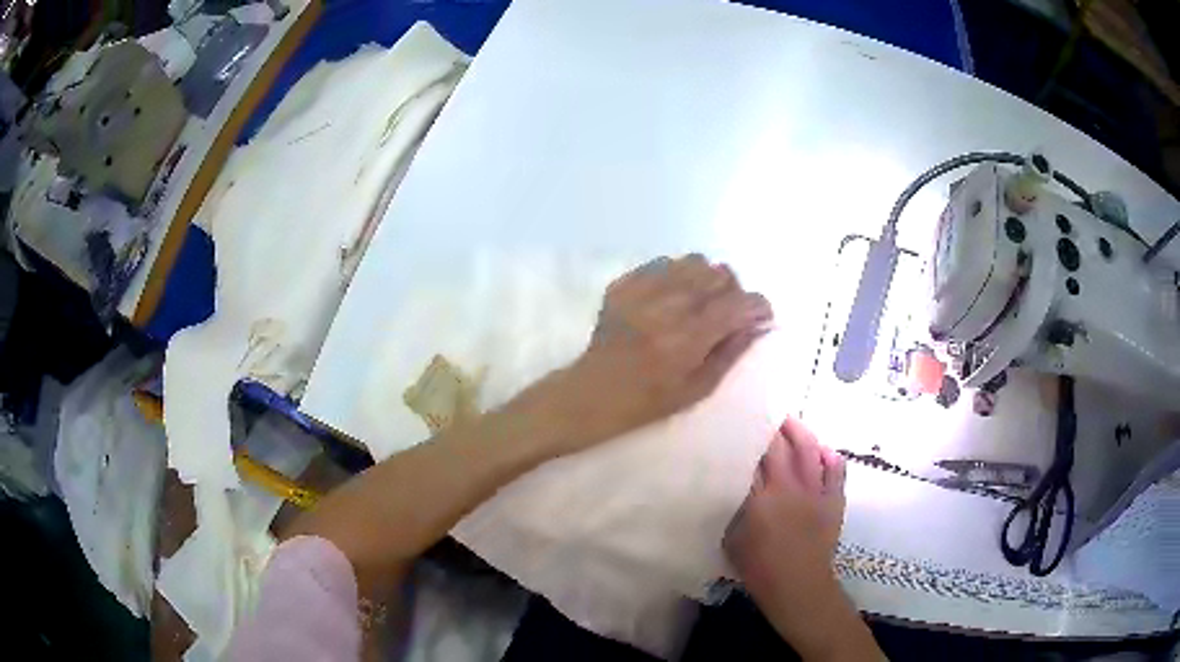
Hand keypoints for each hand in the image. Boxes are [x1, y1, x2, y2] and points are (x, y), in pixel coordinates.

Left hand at [519, 254, 772, 454]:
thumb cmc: (645, 404)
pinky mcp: (623, 284)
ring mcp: (642, 290)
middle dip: (733, 292)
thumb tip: (758, 324)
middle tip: (728, 313)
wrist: (589, 395)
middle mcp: (668, 305)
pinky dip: (677, 277)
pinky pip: (664, 264)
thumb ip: (731, 352)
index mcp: (688, 338)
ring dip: (706, 279)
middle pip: (720, 274)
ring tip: (700, 302)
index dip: (759, 307)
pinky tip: (671, 299)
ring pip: (694, 261)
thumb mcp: (697, 390)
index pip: (740, 303)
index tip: (761, 318)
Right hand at [725, 418, 861, 658]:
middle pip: (779, 447)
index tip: (738, 426)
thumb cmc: (759, 567)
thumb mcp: (732, 538)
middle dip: (770, 428)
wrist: (799, 585)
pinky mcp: (834, 500)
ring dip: (799, 431)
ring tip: (789, 422)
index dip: (745, 439)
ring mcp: (816, 492)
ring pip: (809, 450)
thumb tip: (730, 483)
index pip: (751, 458)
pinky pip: (836, 469)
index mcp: (760, 499)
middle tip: (761, 416)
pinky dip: (830, 456)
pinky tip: (822, 450)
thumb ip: (732, 507)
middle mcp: (789, 488)